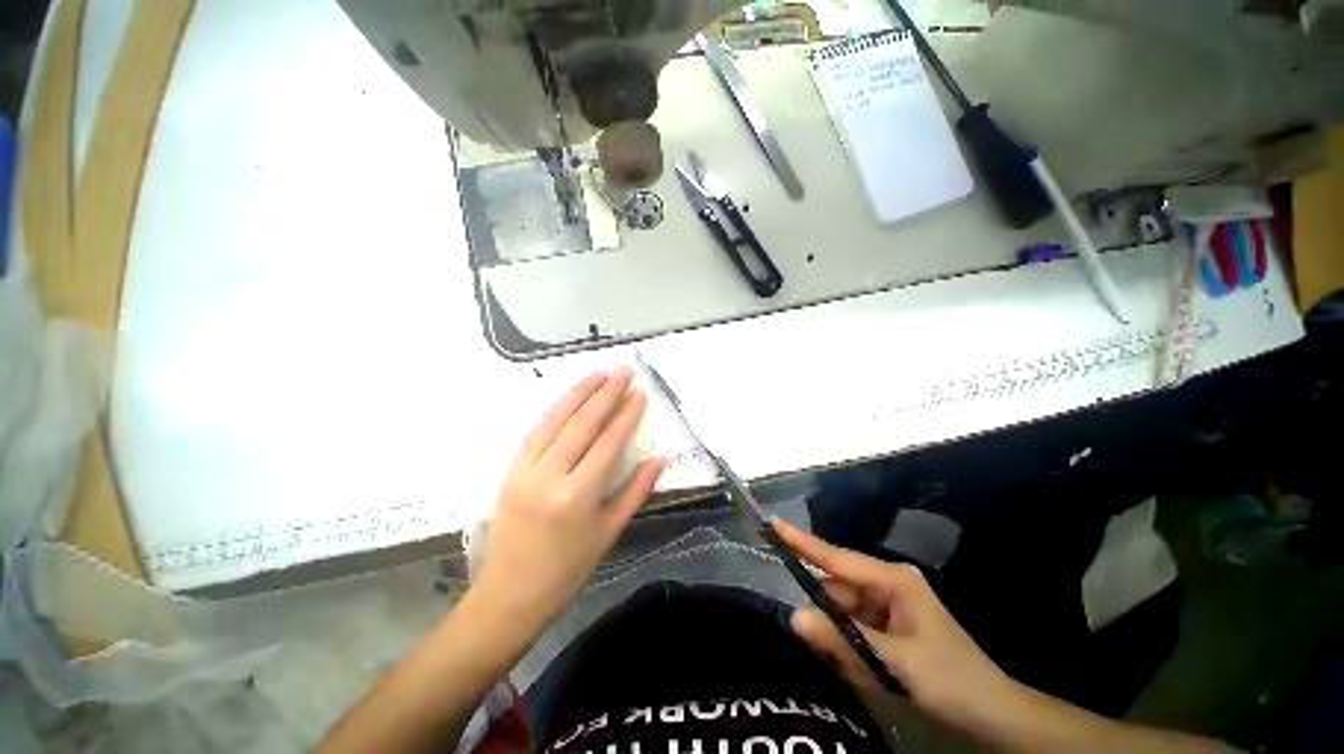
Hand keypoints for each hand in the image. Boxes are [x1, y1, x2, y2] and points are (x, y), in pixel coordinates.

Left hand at [473, 368, 665, 629]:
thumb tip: (660, 458)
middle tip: (622, 371)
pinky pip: (536, 431)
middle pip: (581, 424)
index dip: (626, 415)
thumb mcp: (609, 531)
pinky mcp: (511, 470)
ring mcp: (525, 470)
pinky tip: (570, 396)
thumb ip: (636, 490)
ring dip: (578, 393)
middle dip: (605, 394)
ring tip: (598, 373)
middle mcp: (549, 476)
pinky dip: (555, 409)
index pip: (607, 443)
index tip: (639, 393)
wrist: (509, 594)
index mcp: (577, 496)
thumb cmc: (567, 570)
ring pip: (555, 420)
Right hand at [774, 520, 1024, 734]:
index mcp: (892, 579)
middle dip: (829, 621)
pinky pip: (854, 630)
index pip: (836, 557)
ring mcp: (887, 604)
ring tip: (865, 673)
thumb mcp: (895, 663)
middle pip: (837, 592)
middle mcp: (886, 584)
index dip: (802, 541)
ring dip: (844, 643)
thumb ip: (843, 640)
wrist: (992, 713)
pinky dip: (853, 651)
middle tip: (834, 655)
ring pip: (843, 614)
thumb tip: (795, 617)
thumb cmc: (950, 680)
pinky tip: (870, 672)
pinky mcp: (887, 624)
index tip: (772, 524)